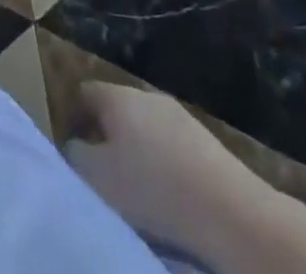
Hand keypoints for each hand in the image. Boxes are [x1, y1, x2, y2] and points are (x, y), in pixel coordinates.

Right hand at [67, 83, 278, 249]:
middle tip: (104, 177)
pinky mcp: (207, 142)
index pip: (84, 92)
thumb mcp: (98, 178)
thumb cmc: (153, 189)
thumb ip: (76, 156)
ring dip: (138, 154)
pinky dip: (166, 168)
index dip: (74, 118)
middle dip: (108, 138)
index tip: (74, 153)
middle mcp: (146, 95)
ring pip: (146, 130)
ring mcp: (180, 116)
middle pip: (116, 110)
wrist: (232, 212)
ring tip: (139, 193)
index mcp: (117, 95)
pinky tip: (170, 199)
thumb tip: (75, 146)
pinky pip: (172, 148)